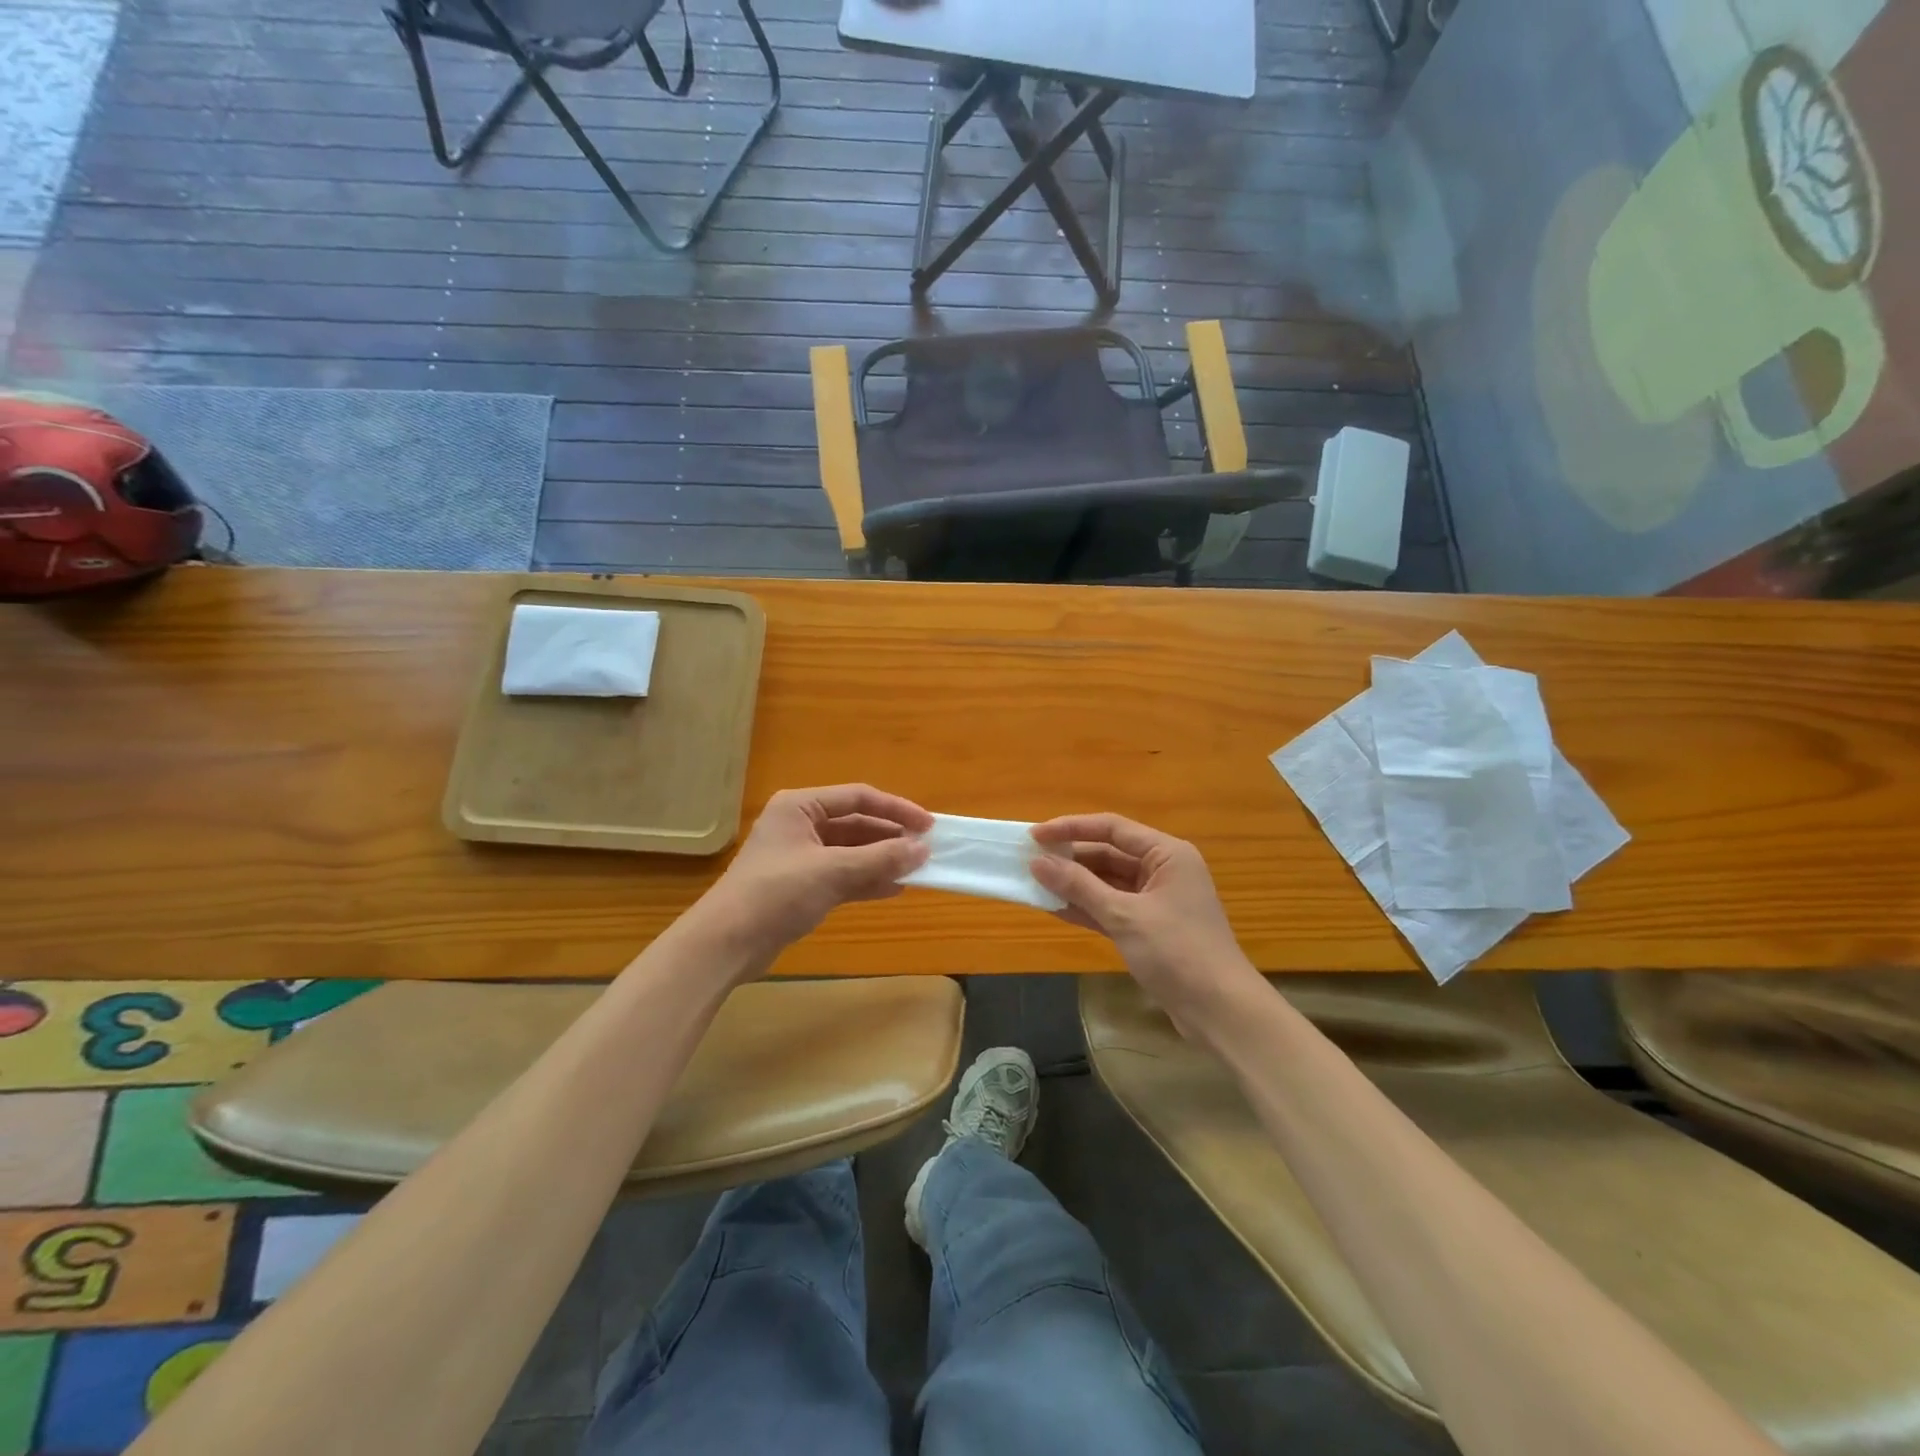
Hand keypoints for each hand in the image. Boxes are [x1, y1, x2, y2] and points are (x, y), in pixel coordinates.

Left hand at [701, 785, 932, 967]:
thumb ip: (880, 858)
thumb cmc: (777, 893)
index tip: (928, 825)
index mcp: (800, 806)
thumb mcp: (832, 871)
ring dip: (882, 860)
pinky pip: (843, 875)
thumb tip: (923, 850)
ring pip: (852, 852)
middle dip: (890, 837)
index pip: (858, 797)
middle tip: (926, 850)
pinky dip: (867, 880)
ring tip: (917, 869)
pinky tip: (895, 888)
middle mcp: (801, 825)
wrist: (727, 943)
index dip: (896, 809)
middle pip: (856, 824)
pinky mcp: (802, 886)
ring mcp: (801, 857)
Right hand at [1030, 814, 1259, 1024]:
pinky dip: (1086, 907)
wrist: (1219, 1011)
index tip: (1035, 836)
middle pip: (1109, 853)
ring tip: (1035, 882)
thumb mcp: (1124, 915)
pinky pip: (1111, 908)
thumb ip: (1079, 886)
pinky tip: (1054, 908)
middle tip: (1029, 860)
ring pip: (1107, 882)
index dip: (1071, 828)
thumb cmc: (1177, 952)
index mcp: (1166, 854)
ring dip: (1074, 884)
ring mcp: (1156, 901)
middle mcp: (1163, 870)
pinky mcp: (1149, 928)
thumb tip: (1038, 862)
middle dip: (1070, 857)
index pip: (1112, 828)